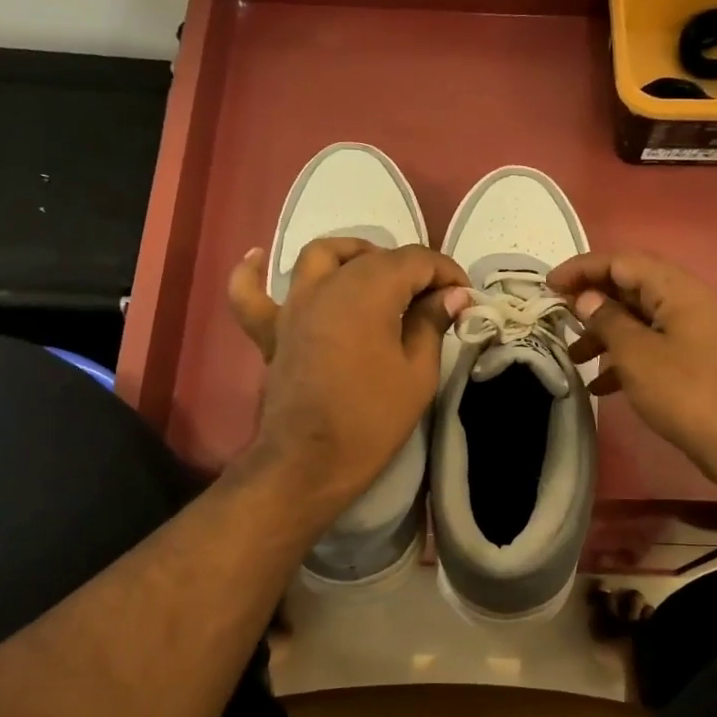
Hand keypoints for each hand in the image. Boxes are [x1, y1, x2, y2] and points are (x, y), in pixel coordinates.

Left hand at [228, 238, 470, 516]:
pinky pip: (251, 292)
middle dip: (411, 270)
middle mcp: (328, 284)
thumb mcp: (418, 374)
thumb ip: (432, 324)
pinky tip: (259, 257)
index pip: (415, 260)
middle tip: (434, 301)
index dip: (446, 272)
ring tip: (374, 273)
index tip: (464, 297)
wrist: (309, 462)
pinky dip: (253, 272)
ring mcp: (294, 304)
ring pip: (321, 256)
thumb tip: (453, 295)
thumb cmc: (371, 419)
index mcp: (369, 290)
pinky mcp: (271, 329)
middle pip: (374, 257)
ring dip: (353, 255)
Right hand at [549, 250, 716, 489]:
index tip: (548, 285)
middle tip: (557, 316)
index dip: (582, 268)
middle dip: (590, 300)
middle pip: (628, 287)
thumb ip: (607, 320)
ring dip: (602, 333)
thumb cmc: (684, 391)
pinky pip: (647, 346)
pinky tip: (599, 385)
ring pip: (635, 319)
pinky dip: (621, 358)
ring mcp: (687, 332)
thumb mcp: (636, 354)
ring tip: (574, 357)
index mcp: (674, 289)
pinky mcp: (688, 360)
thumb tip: (585, 298)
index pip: (620, 261)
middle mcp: (683, 302)